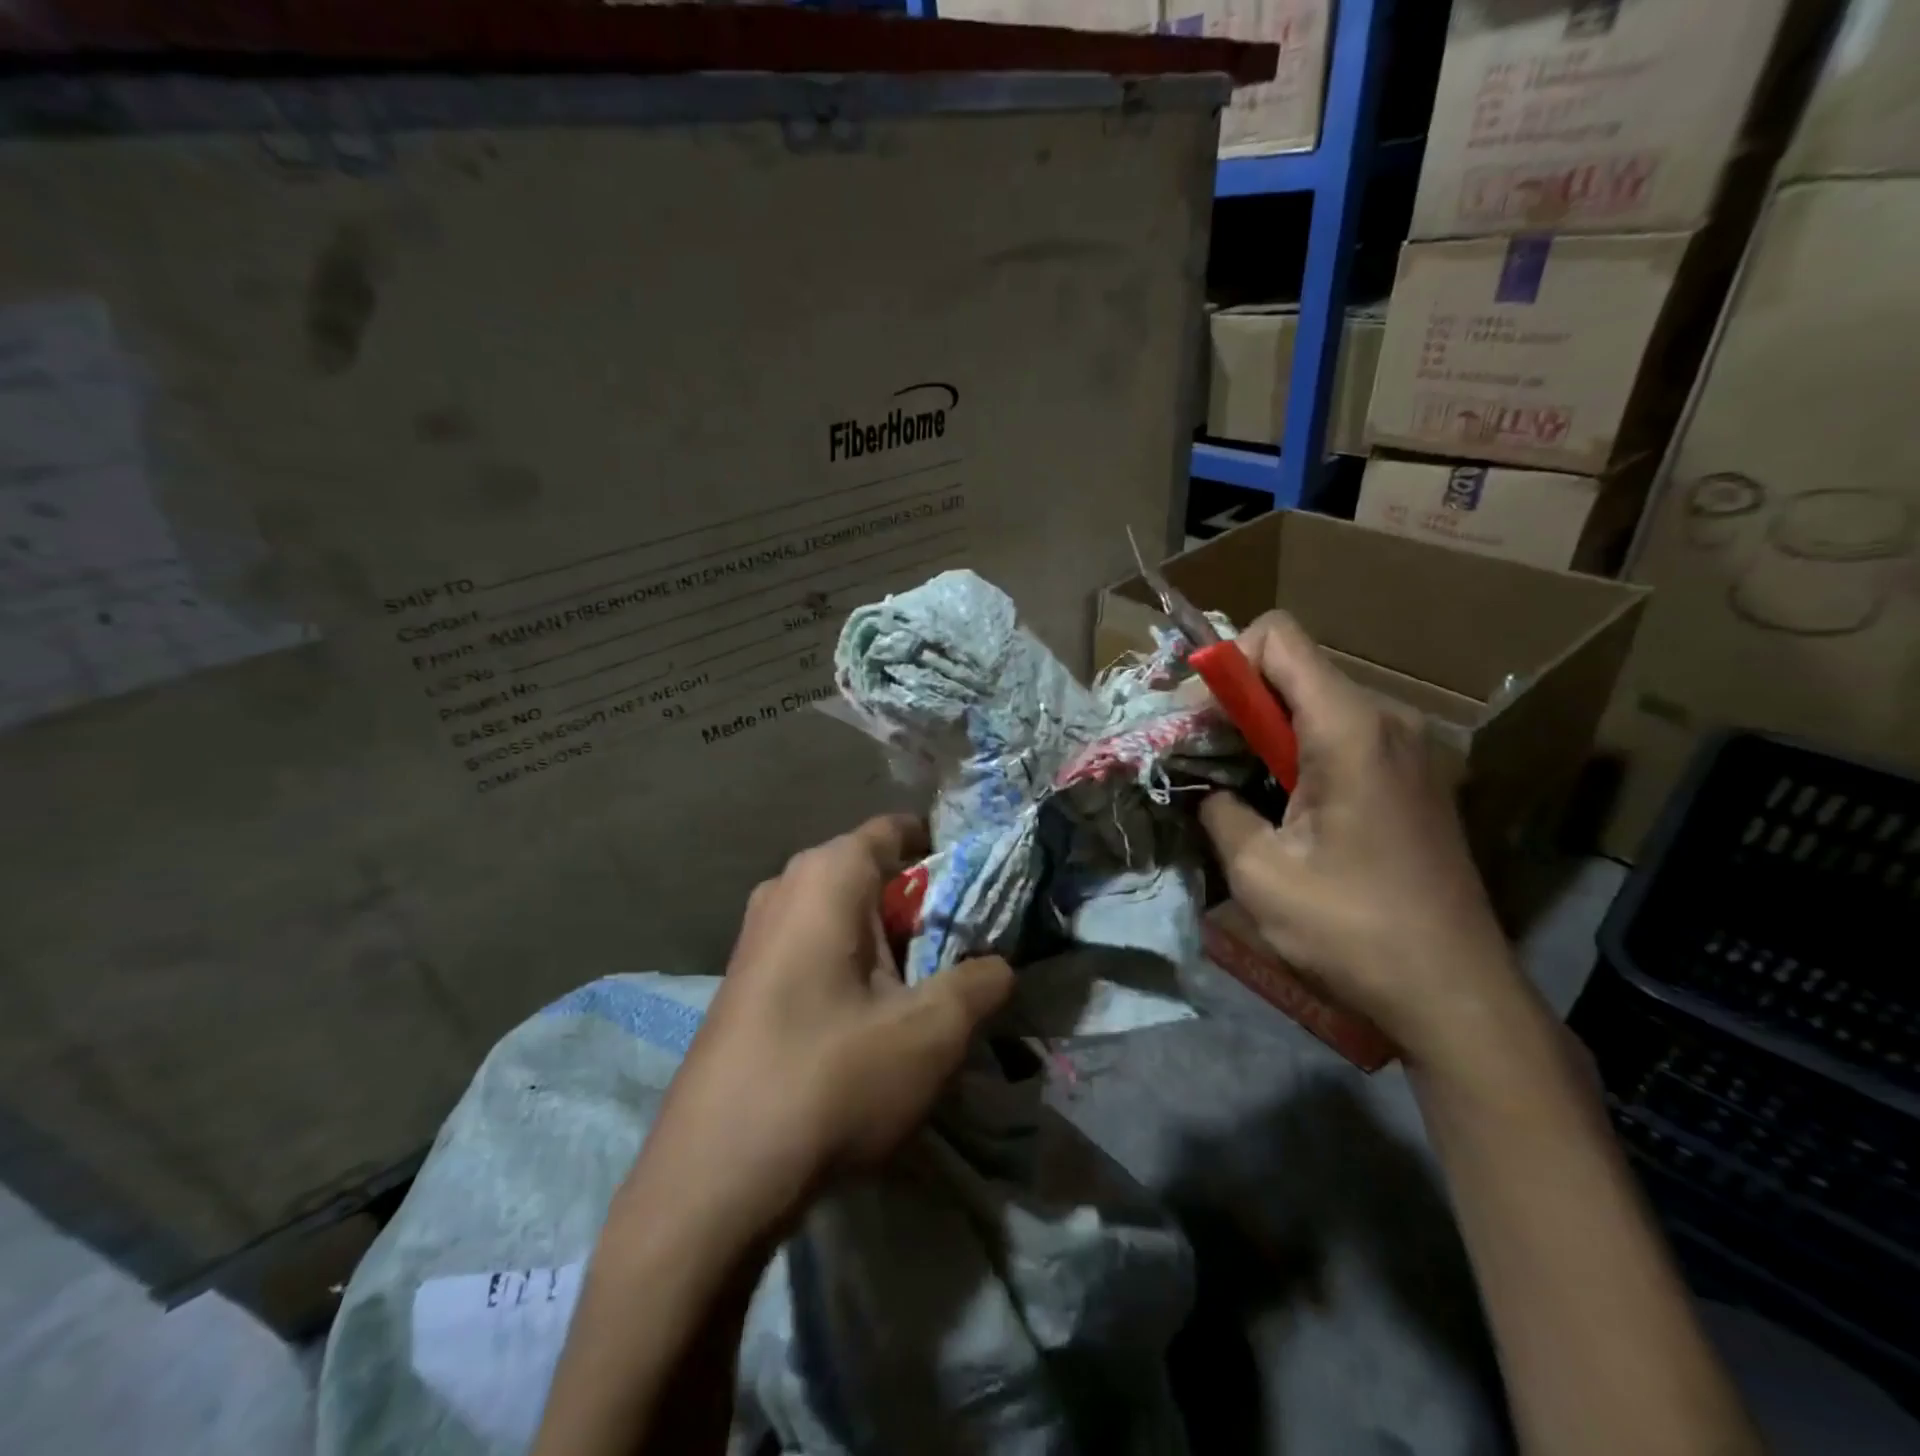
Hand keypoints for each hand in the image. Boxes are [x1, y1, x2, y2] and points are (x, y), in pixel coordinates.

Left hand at [625, 814, 1013, 1242]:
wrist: (712, 1179)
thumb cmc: (830, 1080)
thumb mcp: (930, 1032)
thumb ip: (980, 983)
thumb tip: (1000, 965)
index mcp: (827, 874)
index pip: (897, 830)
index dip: (946, 852)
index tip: (985, 891)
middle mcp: (786, 887)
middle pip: (873, 875)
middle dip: (923, 908)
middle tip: (966, 953)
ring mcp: (758, 934)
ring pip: (845, 917)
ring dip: (891, 945)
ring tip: (928, 994)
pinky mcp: (747, 980)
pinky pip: (816, 948)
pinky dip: (854, 968)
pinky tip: (873, 1024)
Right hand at [1198, 612, 1531, 1069]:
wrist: (1457, 994)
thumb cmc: (1353, 931)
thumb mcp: (1259, 873)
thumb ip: (1220, 809)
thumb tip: (1210, 789)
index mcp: (1350, 729)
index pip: (1277, 638)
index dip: (1225, 663)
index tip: (1200, 722)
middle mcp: (1387, 720)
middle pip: (1294, 668)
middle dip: (1238, 702)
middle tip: (1203, 759)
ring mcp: (1409, 748)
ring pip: (1316, 702)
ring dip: (1266, 731)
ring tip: (1236, 786)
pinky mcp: (1414, 776)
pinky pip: (1343, 734)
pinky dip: (1299, 750)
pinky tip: (1284, 804)